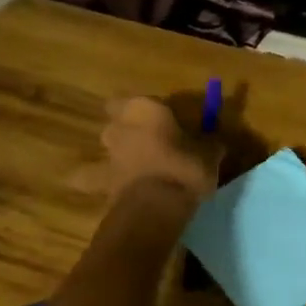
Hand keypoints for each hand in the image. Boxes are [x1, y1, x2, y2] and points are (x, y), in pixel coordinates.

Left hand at [93, 96, 221, 205]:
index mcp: (146, 109)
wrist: (155, 205)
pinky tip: (110, 187)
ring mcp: (107, 152)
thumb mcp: (210, 153)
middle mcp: (121, 125)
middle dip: (133, 128)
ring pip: (109, 146)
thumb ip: (208, 144)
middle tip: (154, 142)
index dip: (156, 110)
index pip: (147, 100)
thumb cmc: (186, 168)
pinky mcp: (97, 179)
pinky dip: (96, 180)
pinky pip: (92, 177)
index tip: (170, 121)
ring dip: (119, 152)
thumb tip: (213, 143)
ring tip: (138, 167)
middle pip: (121, 119)